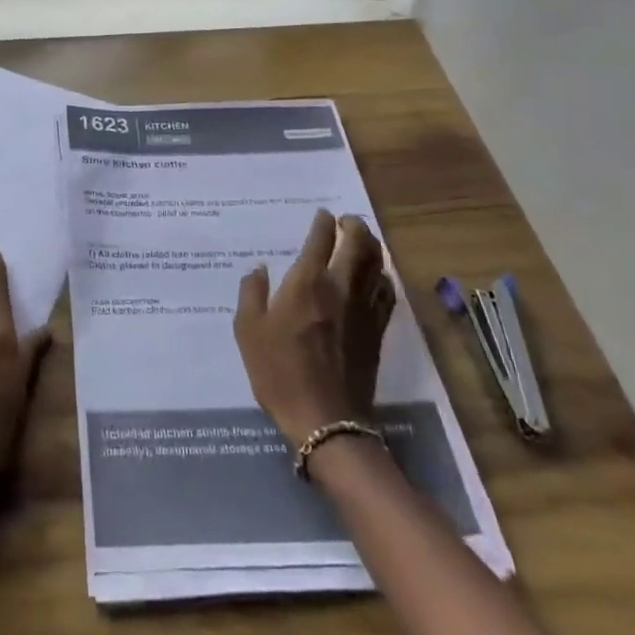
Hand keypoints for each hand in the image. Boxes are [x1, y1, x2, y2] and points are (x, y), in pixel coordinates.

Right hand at [234, 209, 395, 446]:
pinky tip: (376, 278)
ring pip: (378, 265)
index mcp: (306, 283)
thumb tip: (259, 269)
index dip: (323, 222)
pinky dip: (383, 277)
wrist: (325, 419)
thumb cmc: (279, 372)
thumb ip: (252, 293)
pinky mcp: (378, 332)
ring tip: (363, 241)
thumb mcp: (248, 330)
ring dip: (372, 247)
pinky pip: (386, 293)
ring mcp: (364, 310)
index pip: (321, 239)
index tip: (323, 215)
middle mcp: (340, 288)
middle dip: (354, 226)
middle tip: (346, 221)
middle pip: (359, 244)